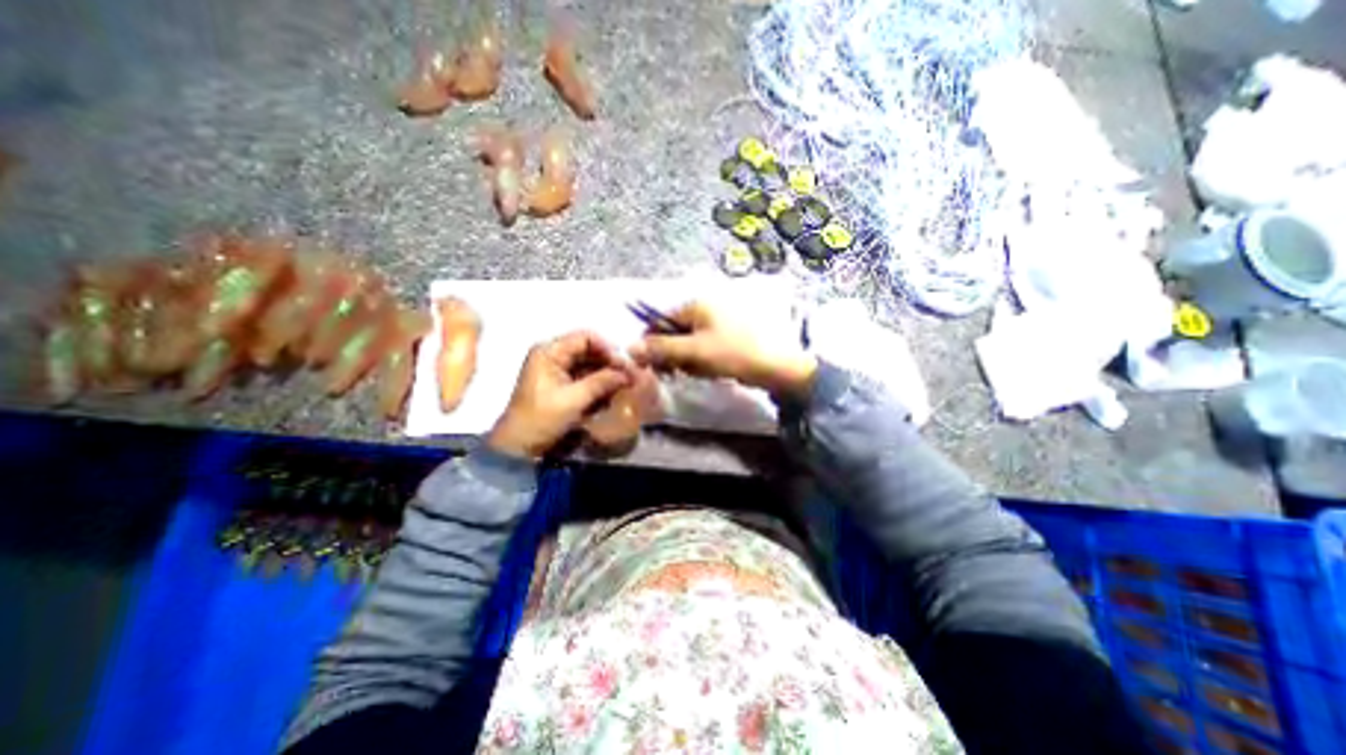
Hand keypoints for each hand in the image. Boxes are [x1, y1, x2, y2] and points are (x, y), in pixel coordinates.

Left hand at [488, 332, 635, 458]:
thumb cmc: (542, 419)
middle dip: (610, 362)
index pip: (585, 337)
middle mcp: (553, 355)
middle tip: (630, 376)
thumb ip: (602, 382)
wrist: (519, 446)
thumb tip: (629, 373)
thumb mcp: (574, 399)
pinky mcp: (561, 384)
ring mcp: (556, 370)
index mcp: (549, 351)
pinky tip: (611, 393)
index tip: (625, 364)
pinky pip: (585, 377)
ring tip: (624, 385)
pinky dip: (599, 384)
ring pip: (589, 364)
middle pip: (589, 350)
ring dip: (607, 374)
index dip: (608, 348)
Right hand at [627, 300, 814, 399]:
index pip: (660, 320)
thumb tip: (629, 347)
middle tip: (682, 370)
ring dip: (688, 360)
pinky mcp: (725, 335)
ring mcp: (716, 321)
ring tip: (701, 370)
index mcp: (695, 304)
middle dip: (674, 354)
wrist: (775, 367)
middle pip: (673, 332)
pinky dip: (702, 360)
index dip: (654, 343)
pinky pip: (703, 347)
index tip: (655, 365)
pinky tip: (711, 369)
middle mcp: (704, 307)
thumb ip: (661, 348)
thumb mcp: (694, 351)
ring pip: (687, 343)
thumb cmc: (733, 353)